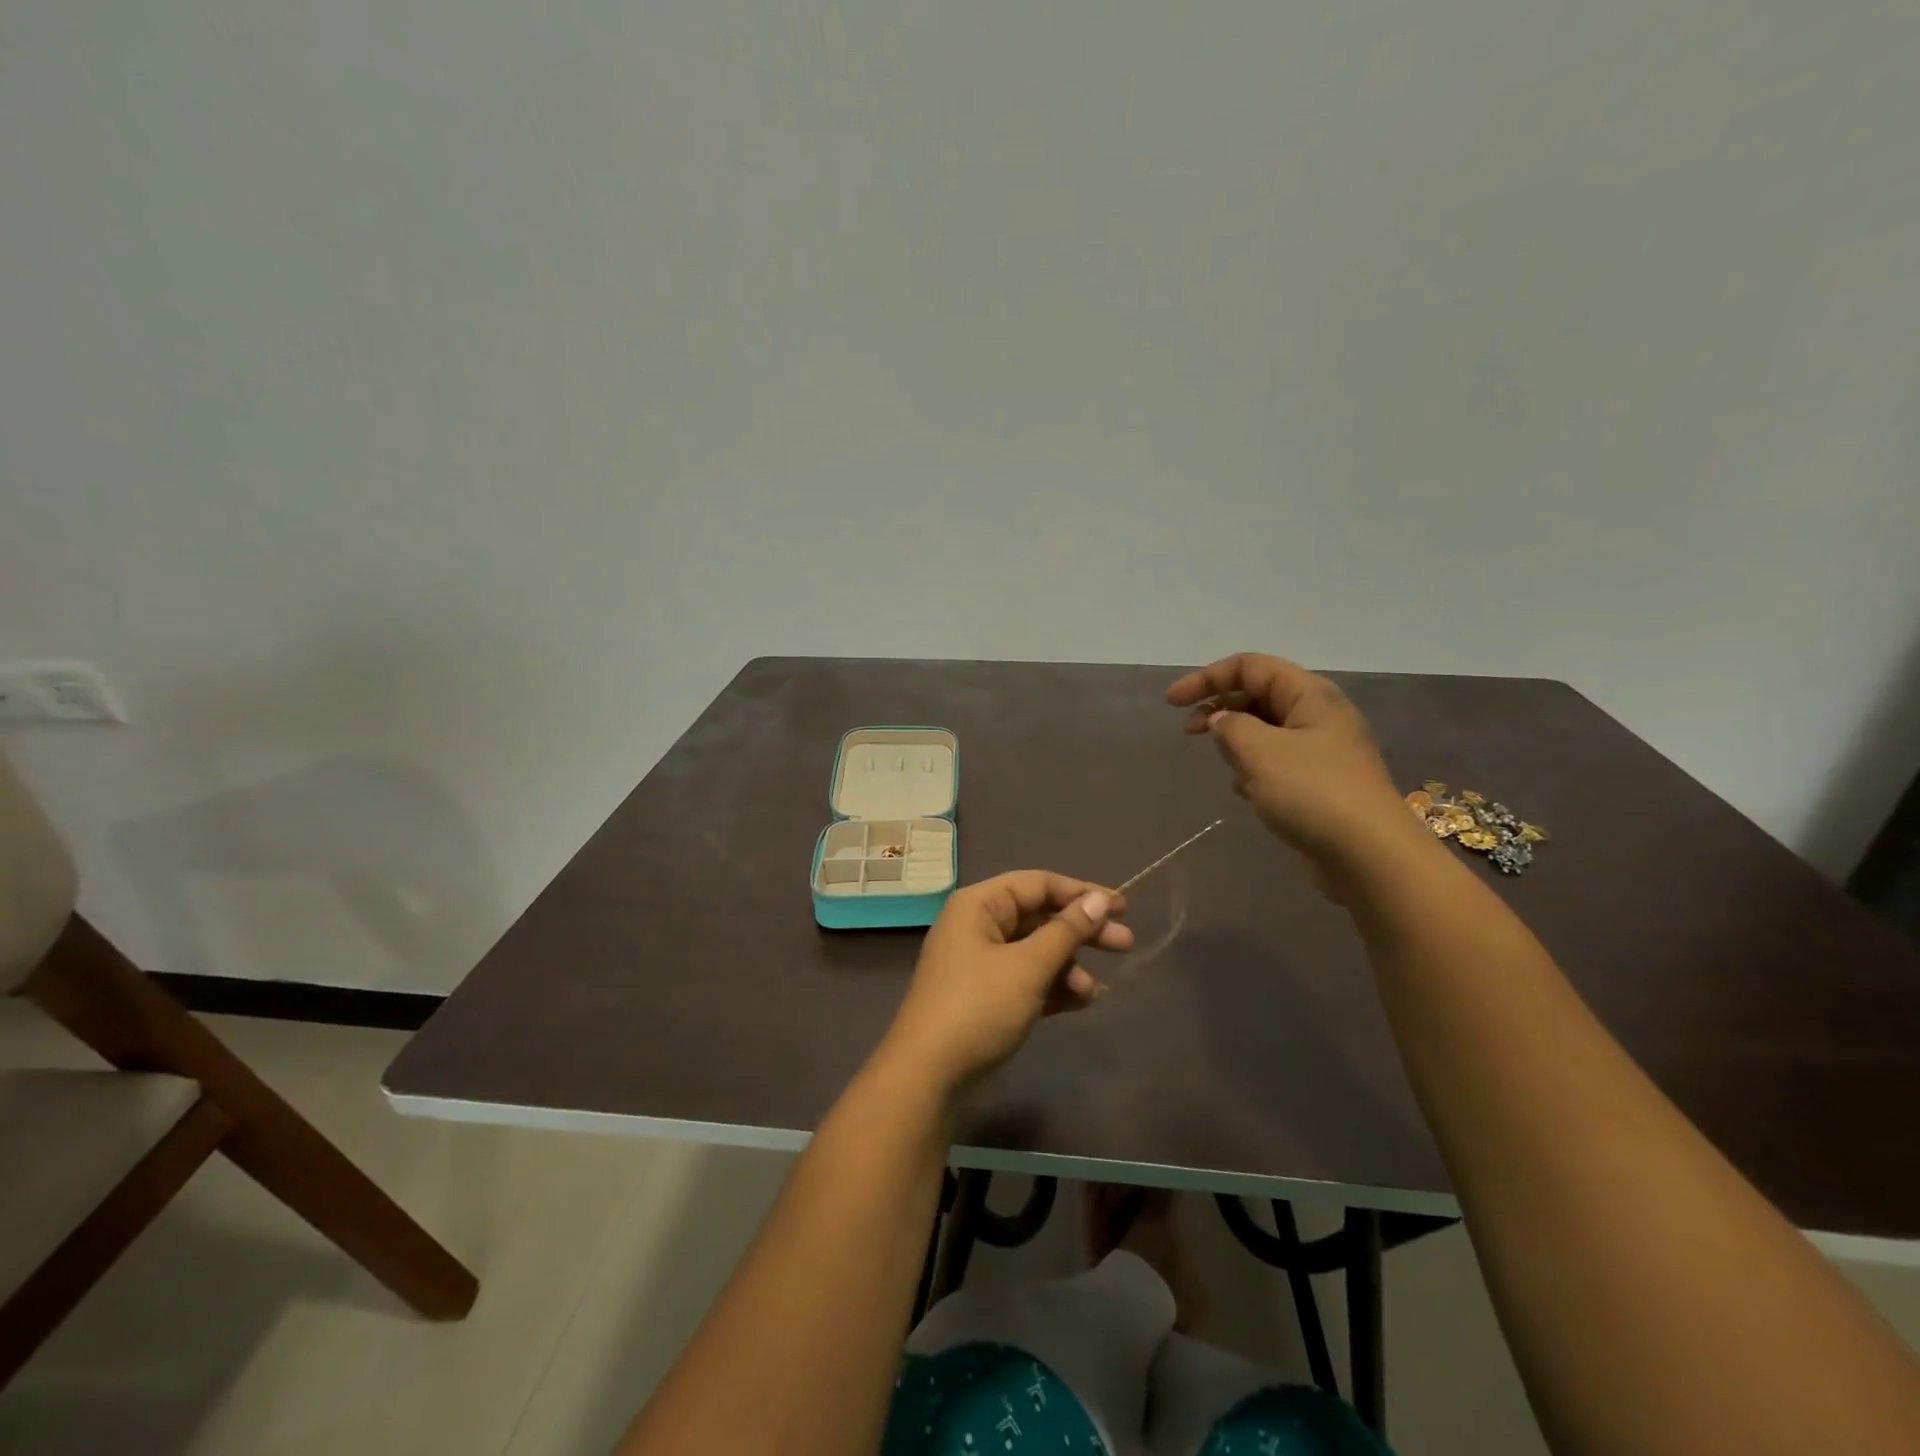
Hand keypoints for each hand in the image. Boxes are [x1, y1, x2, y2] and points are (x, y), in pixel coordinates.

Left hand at [880, 872, 1133, 1097]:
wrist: (929, 1076)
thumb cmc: (979, 1007)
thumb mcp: (1028, 966)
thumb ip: (1066, 931)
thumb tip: (1098, 900)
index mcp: (979, 905)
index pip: (1037, 884)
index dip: (1080, 892)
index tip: (1122, 907)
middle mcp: (977, 926)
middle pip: (1039, 917)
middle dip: (1081, 931)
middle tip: (1126, 944)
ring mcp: (980, 963)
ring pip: (1035, 951)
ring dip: (1068, 965)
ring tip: (1095, 989)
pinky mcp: (986, 997)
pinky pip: (1027, 979)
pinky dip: (1053, 987)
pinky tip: (1082, 1001)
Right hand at [1167, 653, 1417, 866]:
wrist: (1370, 855)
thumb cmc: (1312, 792)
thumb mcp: (1260, 751)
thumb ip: (1230, 726)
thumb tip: (1222, 720)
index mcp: (1310, 695)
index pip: (1250, 666)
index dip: (1206, 677)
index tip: (1172, 703)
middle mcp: (1318, 716)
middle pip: (1258, 695)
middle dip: (1220, 709)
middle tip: (1188, 732)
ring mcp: (1322, 751)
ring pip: (1265, 731)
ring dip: (1238, 744)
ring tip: (1230, 769)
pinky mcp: (1320, 784)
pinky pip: (1276, 763)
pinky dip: (1254, 770)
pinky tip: (1247, 793)